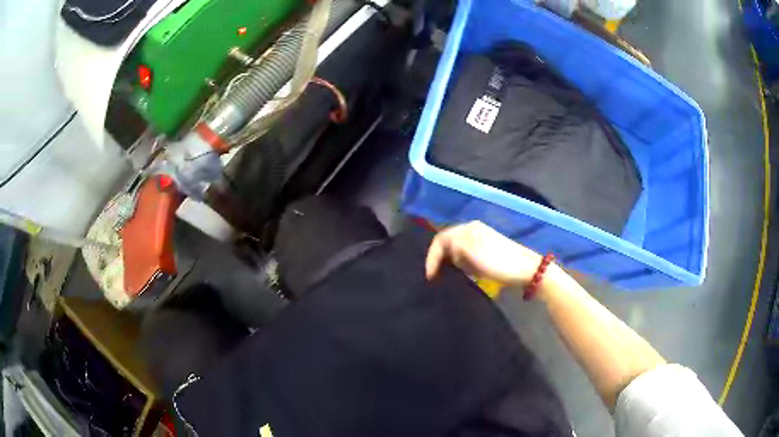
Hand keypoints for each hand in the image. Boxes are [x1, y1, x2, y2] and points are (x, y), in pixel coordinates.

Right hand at [425, 221, 544, 286]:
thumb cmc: (499, 263)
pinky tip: (462, 272)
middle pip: (447, 242)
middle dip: (439, 258)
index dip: (432, 257)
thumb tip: (445, 251)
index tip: (430, 277)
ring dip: (449, 261)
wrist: (527, 270)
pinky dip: (459, 262)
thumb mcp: (473, 255)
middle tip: (436, 276)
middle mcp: (473, 229)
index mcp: (468, 228)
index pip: (440, 239)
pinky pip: (466, 253)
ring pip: (456, 248)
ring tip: (446, 276)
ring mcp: (481, 238)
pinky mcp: (487, 248)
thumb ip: (454, 247)